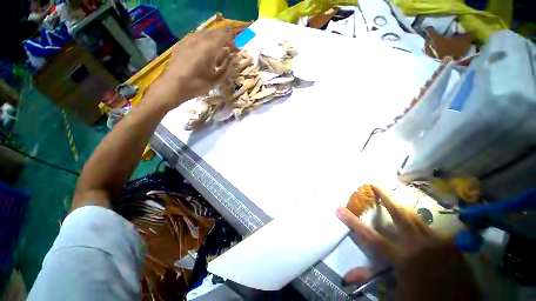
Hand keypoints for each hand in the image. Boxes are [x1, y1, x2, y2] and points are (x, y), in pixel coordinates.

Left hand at [147, 29, 237, 109]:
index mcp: (210, 47)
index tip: (235, 51)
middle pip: (215, 33)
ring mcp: (189, 39)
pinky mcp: (182, 43)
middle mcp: (199, 39)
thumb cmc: (198, 84)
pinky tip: (202, 53)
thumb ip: (227, 66)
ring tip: (214, 54)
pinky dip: (203, 42)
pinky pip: (196, 37)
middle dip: (223, 41)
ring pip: (205, 34)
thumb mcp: (217, 79)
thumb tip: (233, 56)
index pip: (225, 35)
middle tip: (226, 53)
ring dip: (213, 41)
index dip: (232, 42)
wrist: (174, 85)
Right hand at [336, 185, 481, 299]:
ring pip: (416, 217)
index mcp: (403, 259)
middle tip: (375, 184)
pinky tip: (418, 222)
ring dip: (402, 206)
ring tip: (392, 197)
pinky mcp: (451, 245)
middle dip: (386, 198)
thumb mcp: (395, 294)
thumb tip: (345, 277)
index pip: (370, 237)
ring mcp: (438, 243)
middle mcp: (419, 246)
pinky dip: (422, 223)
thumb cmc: (423, 300)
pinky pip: (433, 229)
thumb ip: (372, 279)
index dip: (353, 221)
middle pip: (399, 215)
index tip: (339, 208)